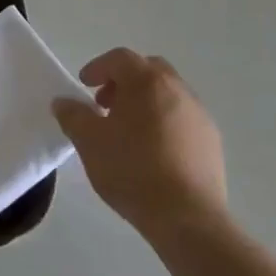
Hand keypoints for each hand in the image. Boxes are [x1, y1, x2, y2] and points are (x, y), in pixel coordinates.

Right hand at [53, 48, 226, 241]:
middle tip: (105, 105)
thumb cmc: (132, 170)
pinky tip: (152, 152)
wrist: (187, 217)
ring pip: (168, 94)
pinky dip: (164, 122)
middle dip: (124, 81)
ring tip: (127, 132)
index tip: (84, 86)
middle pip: (149, 70)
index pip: (120, 58)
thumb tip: (63, 102)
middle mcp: (178, 90)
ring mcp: (200, 115)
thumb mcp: (89, 142)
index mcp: (148, 82)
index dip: (98, 67)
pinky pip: (183, 119)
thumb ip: (73, 116)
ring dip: (145, 102)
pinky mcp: (212, 142)